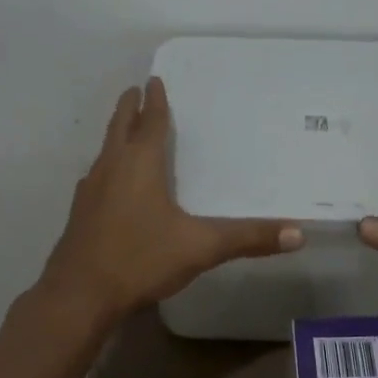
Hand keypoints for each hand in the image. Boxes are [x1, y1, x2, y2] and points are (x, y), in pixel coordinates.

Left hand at [39, 78, 302, 322]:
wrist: (79, 297)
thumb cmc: (140, 260)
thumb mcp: (200, 248)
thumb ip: (248, 238)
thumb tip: (298, 233)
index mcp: (139, 165)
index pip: (148, 122)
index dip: (154, 101)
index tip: (153, 80)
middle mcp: (111, 169)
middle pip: (119, 128)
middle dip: (128, 108)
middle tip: (135, 90)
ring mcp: (90, 192)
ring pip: (105, 152)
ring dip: (116, 136)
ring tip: (126, 132)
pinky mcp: (80, 215)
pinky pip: (97, 177)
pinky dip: (109, 167)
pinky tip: (113, 184)